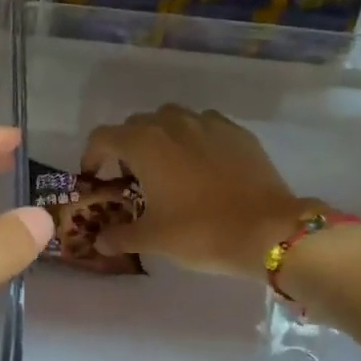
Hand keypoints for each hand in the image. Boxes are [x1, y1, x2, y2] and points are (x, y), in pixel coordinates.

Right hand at [84, 106, 321, 279]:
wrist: (268, 229)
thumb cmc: (201, 231)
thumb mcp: (153, 239)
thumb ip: (121, 235)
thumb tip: (100, 241)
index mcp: (143, 144)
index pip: (103, 137)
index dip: (92, 156)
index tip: (95, 176)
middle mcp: (171, 123)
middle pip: (136, 124)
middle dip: (127, 147)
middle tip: (131, 178)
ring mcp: (207, 123)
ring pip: (172, 119)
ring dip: (161, 137)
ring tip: (168, 167)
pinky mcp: (237, 131)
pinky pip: (204, 125)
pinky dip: (194, 139)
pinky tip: (202, 165)